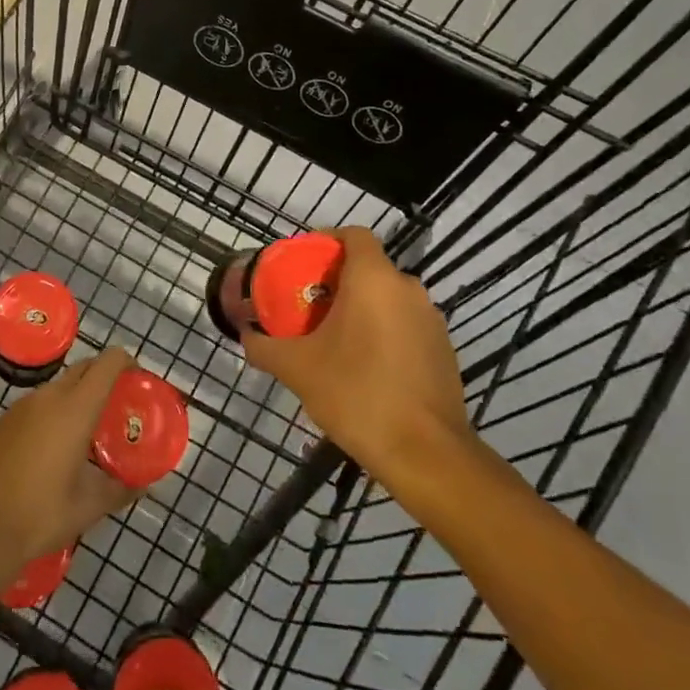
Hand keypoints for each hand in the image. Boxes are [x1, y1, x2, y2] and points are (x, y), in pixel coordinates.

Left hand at [0, 347, 140, 573]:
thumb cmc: (41, 514)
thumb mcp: (89, 506)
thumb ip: (120, 489)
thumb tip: (144, 486)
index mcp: (76, 408)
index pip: (108, 362)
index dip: (126, 362)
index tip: (137, 379)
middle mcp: (50, 396)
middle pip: (84, 368)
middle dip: (104, 377)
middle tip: (117, 406)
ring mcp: (23, 405)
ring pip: (60, 385)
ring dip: (78, 396)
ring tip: (89, 429)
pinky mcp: (5, 419)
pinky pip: (39, 403)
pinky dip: (54, 411)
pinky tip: (54, 446)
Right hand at [241, 227, 469, 478]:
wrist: (425, 454)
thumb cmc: (357, 394)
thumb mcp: (298, 369)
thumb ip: (265, 347)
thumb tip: (245, 335)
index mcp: (374, 279)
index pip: (354, 235)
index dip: (328, 240)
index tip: (304, 261)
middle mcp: (408, 289)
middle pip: (369, 267)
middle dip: (339, 280)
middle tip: (309, 304)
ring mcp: (432, 320)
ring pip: (389, 297)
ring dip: (362, 307)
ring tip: (334, 336)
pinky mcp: (444, 350)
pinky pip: (406, 325)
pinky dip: (384, 332)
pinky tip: (366, 366)